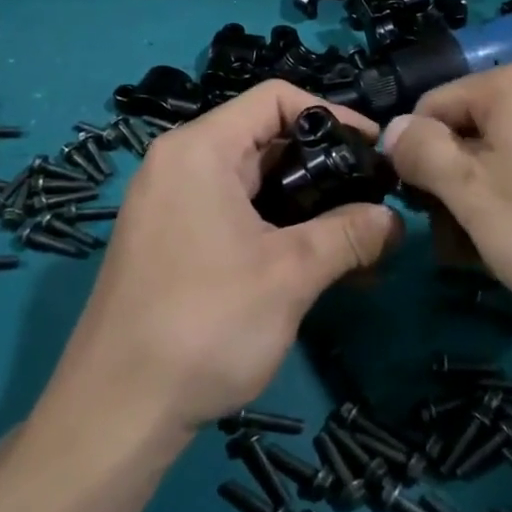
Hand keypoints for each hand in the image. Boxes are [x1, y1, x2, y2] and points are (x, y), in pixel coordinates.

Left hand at [60, 81, 403, 433]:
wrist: (115, 414)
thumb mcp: (291, 274)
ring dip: (308, 209)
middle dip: (326, 169)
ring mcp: (171, 206)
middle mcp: (180, 165)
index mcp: (200, 149)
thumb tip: (397, 219)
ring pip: (254, 185)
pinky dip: (277, 232)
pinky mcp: (171, 243)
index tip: (375, 151)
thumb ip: (349, 235)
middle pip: (267, 141)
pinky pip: (235, 217)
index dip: (333, 114)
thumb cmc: (205, 324)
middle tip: (375, 201)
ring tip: (358, 243)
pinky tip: (317, 268)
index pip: (276, 98)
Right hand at [383, 59, 511, 342]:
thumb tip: (393, 128)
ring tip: (502, 254)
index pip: (432, 106)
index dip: (416, 160)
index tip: (425, 215)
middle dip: (457, 185)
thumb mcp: (473, 197)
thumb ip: (423, 154)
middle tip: (461, 248)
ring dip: (493, 198)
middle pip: (476, 129)